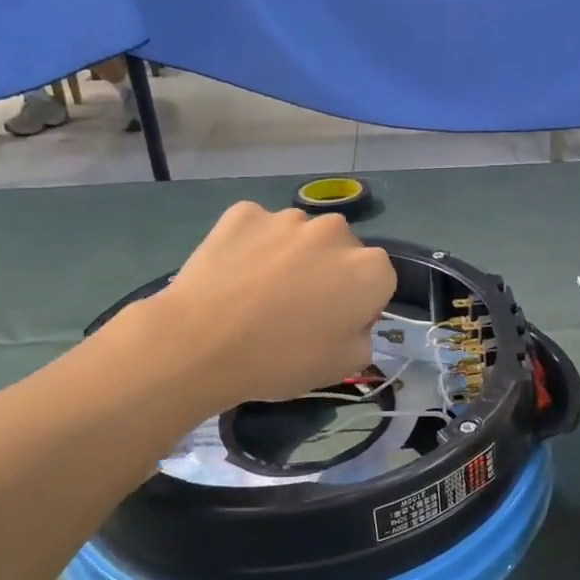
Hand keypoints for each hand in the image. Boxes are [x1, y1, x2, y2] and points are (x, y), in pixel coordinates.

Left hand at [147, 202, 396, 408]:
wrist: (199, 344)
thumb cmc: (280, 360)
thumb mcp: (343, 366)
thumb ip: (364, 337)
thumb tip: (352, 321)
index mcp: (369, 270)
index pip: (380, 281)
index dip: (360, 304)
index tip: (335, 325)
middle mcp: (336, 232)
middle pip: (342, 251)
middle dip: (329, 272)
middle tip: (297, 307)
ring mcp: (287, 218)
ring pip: (300, 236)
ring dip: (291, 256)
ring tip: (259, 291)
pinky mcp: (243, 213)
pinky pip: (258, 228)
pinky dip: (253, 245)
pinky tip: (234, 274)